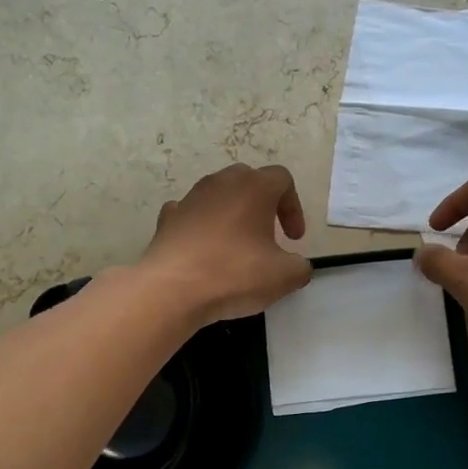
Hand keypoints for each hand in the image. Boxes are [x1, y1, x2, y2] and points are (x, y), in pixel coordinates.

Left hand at [140, 164, 312, 324]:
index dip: (294, 208)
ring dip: (232, 214)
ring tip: (236, 246)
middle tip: (268, 236)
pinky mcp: (167, 219)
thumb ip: (300, 267)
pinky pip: (191, 214)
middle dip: (262, 205)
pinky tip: (203, 249)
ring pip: (218, 195)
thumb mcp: (284, 277)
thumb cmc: (234, 274)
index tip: (293, 240)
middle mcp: (221, 183)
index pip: (282, 179)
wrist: (171, 289)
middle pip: (248, 180)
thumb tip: (297, 266)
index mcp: (254, 187)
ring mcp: (190, 198)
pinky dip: (201, 226)